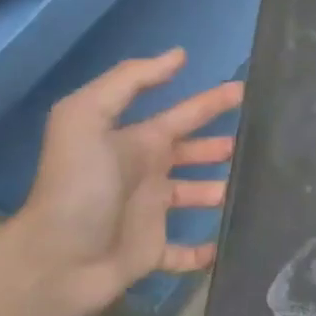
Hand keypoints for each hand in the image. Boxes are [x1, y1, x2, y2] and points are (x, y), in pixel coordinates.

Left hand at [6, 50, 244, 315]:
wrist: (54, 260)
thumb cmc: (78, 186)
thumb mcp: (87, 118)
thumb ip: (129, 81)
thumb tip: (178, 55)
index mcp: (136, 142)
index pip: (183, 115)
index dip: (212, 102)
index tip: (247, 91)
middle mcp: (146, 174)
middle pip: (193, 153)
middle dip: (221, 146)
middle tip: (261, 142)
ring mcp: (149, 214)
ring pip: (195, 196)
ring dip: (220, 191)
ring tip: (254, 190)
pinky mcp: (151, 252)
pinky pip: (184, 252)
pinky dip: (204, 251)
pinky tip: (226, 246)